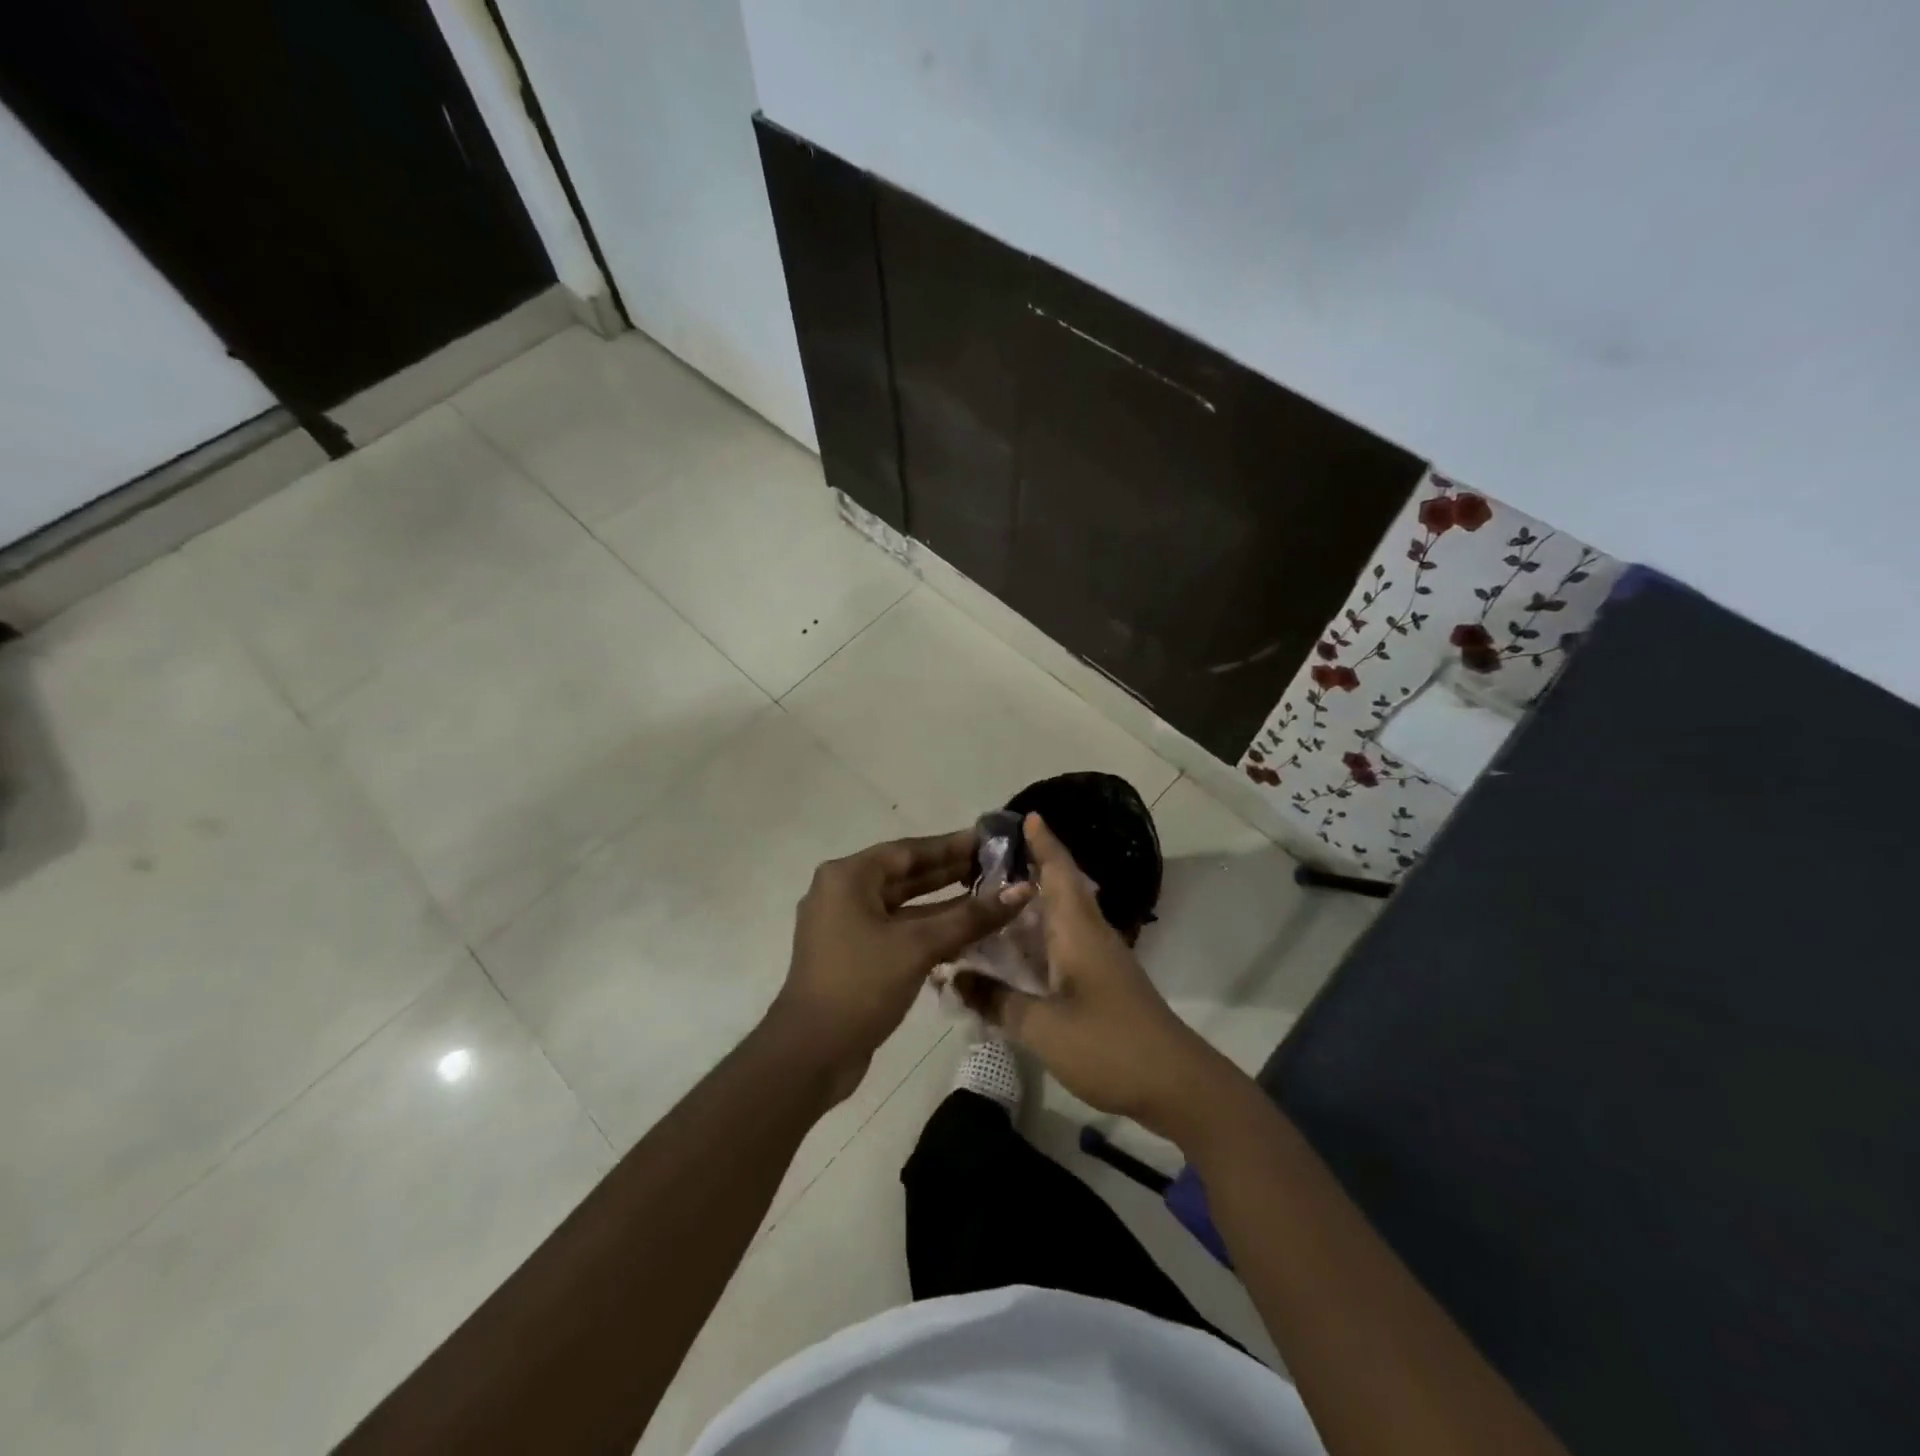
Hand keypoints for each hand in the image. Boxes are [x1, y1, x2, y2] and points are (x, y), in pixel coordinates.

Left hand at [770, 829, 1030, 1100]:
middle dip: (951, 872)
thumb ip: (970, 917)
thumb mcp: (918, 946)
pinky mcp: (853, 955)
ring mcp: (846, 925)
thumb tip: (1022, 891)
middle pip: (906, 875)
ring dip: (943, 904)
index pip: (909, 850)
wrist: (810, 1054)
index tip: (990, 841)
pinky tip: (965, 934)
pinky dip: (927, 930)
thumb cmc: (860, 984)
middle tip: (996, 868)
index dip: (952, 845)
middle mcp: (843, 893)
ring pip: (903, 905)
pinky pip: (896, 930)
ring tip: (989, 897)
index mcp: (848, 877)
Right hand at [971, 814, 1232, 1137]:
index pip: (1059, 871)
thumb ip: (996, 1001)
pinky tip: (1013, 951)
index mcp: (1077, 930)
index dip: (1043, 842)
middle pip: (1059, 888)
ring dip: (1029, 905)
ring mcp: (1099, 959)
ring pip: (1059, 917)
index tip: (1024, 815)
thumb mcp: (1043, 1027)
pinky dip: (1036, 938)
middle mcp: (1089, 934)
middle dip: (1028, 868)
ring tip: (988, 899)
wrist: (1176, 1084)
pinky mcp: (1102, 982)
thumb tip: (954, 977)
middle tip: (984, 861)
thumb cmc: (1109, 1045)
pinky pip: (1062, 944)